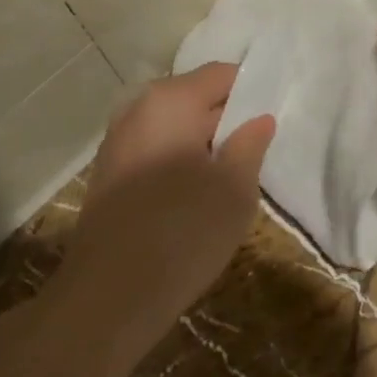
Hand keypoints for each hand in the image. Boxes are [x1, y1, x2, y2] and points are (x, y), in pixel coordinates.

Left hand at [63, 63, 274, 341]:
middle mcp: (138, 108)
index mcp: (170, 99)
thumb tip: (260, 118)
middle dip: (226, 119)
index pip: (223, 74)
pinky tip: (193, 198)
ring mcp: (117, 141)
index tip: (271, 121)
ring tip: (227, 178)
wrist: (105, 302)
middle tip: (254, 153)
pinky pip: (154, 150)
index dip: (252, 93)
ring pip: (174, 126)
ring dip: (202, 143)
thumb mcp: (234, 189)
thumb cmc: (181, 234)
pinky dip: (177, 161)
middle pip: (195, 97)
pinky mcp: (108, 174)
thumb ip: (251, 144)